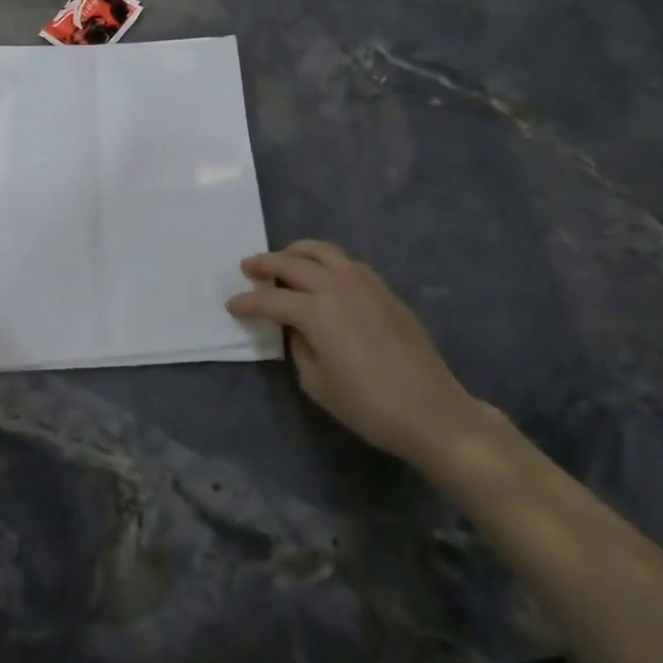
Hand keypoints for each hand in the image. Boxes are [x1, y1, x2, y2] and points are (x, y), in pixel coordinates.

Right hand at [227, 240, 485, 463]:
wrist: (431, 411)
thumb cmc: (368, 405)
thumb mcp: (316, 383)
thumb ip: (297, 346)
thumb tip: (294, 327)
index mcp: (315, 310)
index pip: (269, 300)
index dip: (247, 303)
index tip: (231, 305)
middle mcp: (336, 285)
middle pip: (291, 264)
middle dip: (264, 265)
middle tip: (247, 267)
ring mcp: (363, 282)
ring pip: (321, 251)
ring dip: (295, 252)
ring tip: (281, 261)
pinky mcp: (383, 288)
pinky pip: (345, 262)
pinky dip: (324, 260)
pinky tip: (320, 274)